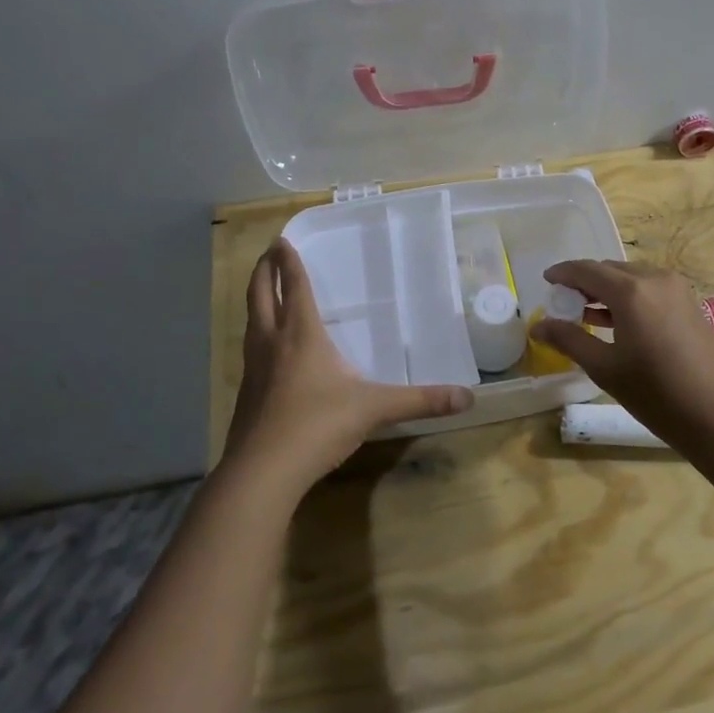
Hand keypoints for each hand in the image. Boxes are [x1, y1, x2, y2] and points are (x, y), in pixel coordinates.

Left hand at [222, 240, 473, 497]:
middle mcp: (272, 343)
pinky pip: (250, 349)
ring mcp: (253, 369)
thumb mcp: (375, 409)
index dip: (289, 262)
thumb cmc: (318, 425)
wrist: (263, 472)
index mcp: (301, 334)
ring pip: (251, 321)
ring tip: (263, 292)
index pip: (294, 287)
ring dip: (256, 299)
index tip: (282, 240)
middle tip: (268, 253)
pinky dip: (256, 333)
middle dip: (263, 271)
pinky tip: (266, 349)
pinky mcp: (246, 393)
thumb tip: (468, 397)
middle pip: (260, 295)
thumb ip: (421, 400)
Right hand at [532, 260, 713, 438]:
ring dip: (607, 290)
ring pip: (632, 279)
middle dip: (585, 282)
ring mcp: (677, 290)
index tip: (546, 281)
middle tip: (563, 302)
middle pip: (611, 270)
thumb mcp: (605, 368)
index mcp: (631, 291)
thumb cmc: (656, 393)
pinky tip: (616, 321)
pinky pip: (650, 290)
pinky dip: (629, 298)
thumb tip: (538, 327)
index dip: (563, 273)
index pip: (587, 270)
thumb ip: (569, 340)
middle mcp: (655, 279)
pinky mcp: (690, 303)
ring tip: (585, 313)